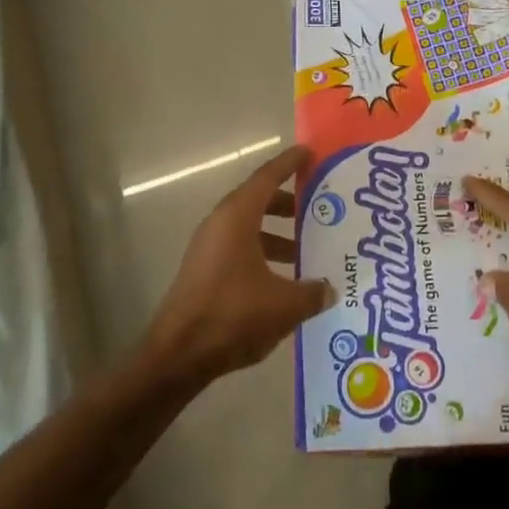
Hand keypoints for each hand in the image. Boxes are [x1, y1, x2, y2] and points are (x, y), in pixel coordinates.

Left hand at [140, 144, 334, 389]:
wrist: (178, 355)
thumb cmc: (232, 315)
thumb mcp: (284, 304)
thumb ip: (312, 292)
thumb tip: (330, 289)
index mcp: (238, 217)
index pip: (268, 177)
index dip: (290, 163)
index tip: (310, 153)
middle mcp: (220, 224)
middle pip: (258, 200)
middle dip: (289, 202)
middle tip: (320, 207)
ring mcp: (209, 248)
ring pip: (249, 227)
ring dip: (277, 233)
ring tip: (308, 247)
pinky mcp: (205, 271)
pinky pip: (240, 248)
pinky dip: (264, 253)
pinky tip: (285, 279)